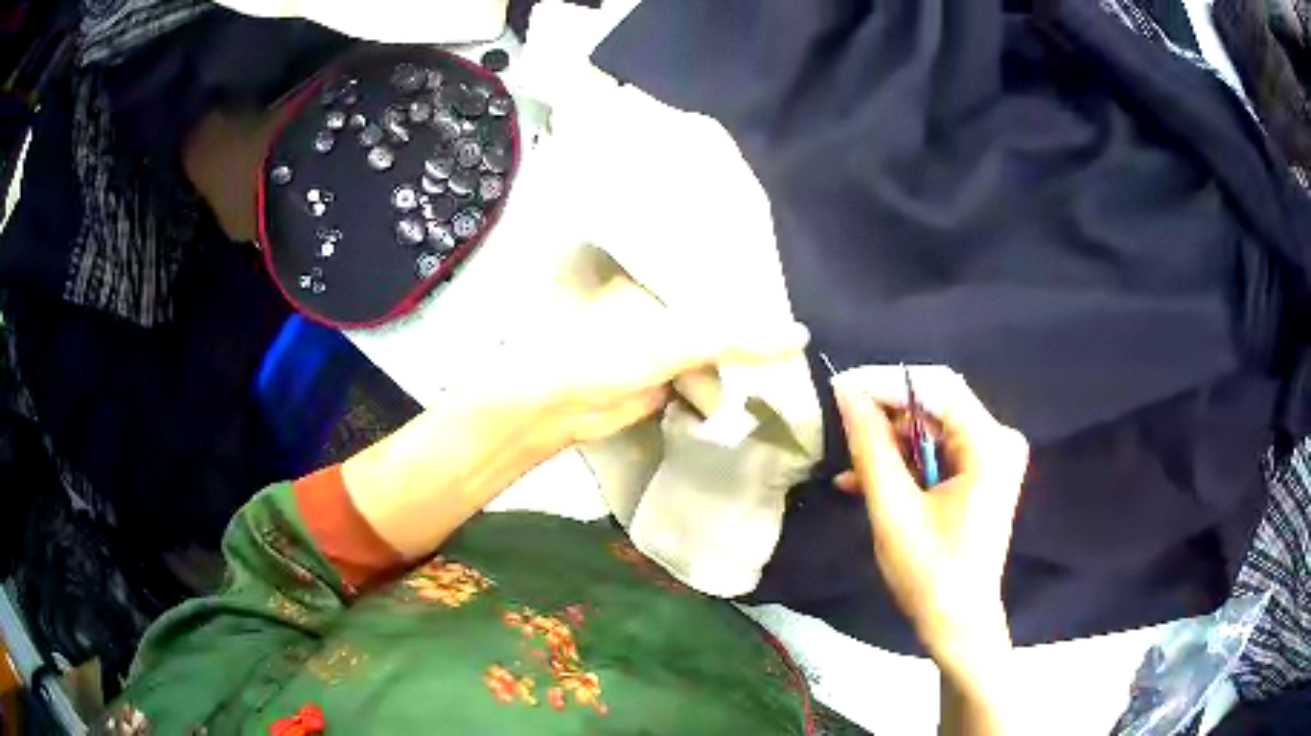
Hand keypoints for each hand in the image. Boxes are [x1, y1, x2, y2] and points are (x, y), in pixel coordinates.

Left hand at [512, 279, 809, 445]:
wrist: (559, 407)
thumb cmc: (607, 352)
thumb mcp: (680, 338)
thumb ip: (738, 338)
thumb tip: (800, 336)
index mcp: (657, 277)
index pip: (714, 270)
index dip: (750, 279)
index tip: (791, 282)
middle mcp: (659, 303)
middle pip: (716, 308)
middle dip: (750, 319)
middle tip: (798, 321)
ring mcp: (659, 341)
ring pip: (711, 345)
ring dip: (741, 356)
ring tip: (790, 354)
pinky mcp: (659, 377)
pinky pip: (702, 375)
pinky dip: (725, 380)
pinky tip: (760, 380)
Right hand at [832, 365, 1027, 670]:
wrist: (959, 622)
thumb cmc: (930, 573)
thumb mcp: (893, 509)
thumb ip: (870, 446)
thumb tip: (847, 392)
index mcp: (989, 444)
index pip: (936, 386)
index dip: (885, 382)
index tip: (840, 388)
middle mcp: (999, 439)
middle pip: (936, 405)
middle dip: (886, 416)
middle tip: (842, 428)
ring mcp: (993, 457)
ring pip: (932, 428)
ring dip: (891, 444)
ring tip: (850, 466)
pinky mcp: (983, 474)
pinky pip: (939, 451)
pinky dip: (906, 463)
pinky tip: (867, 481)